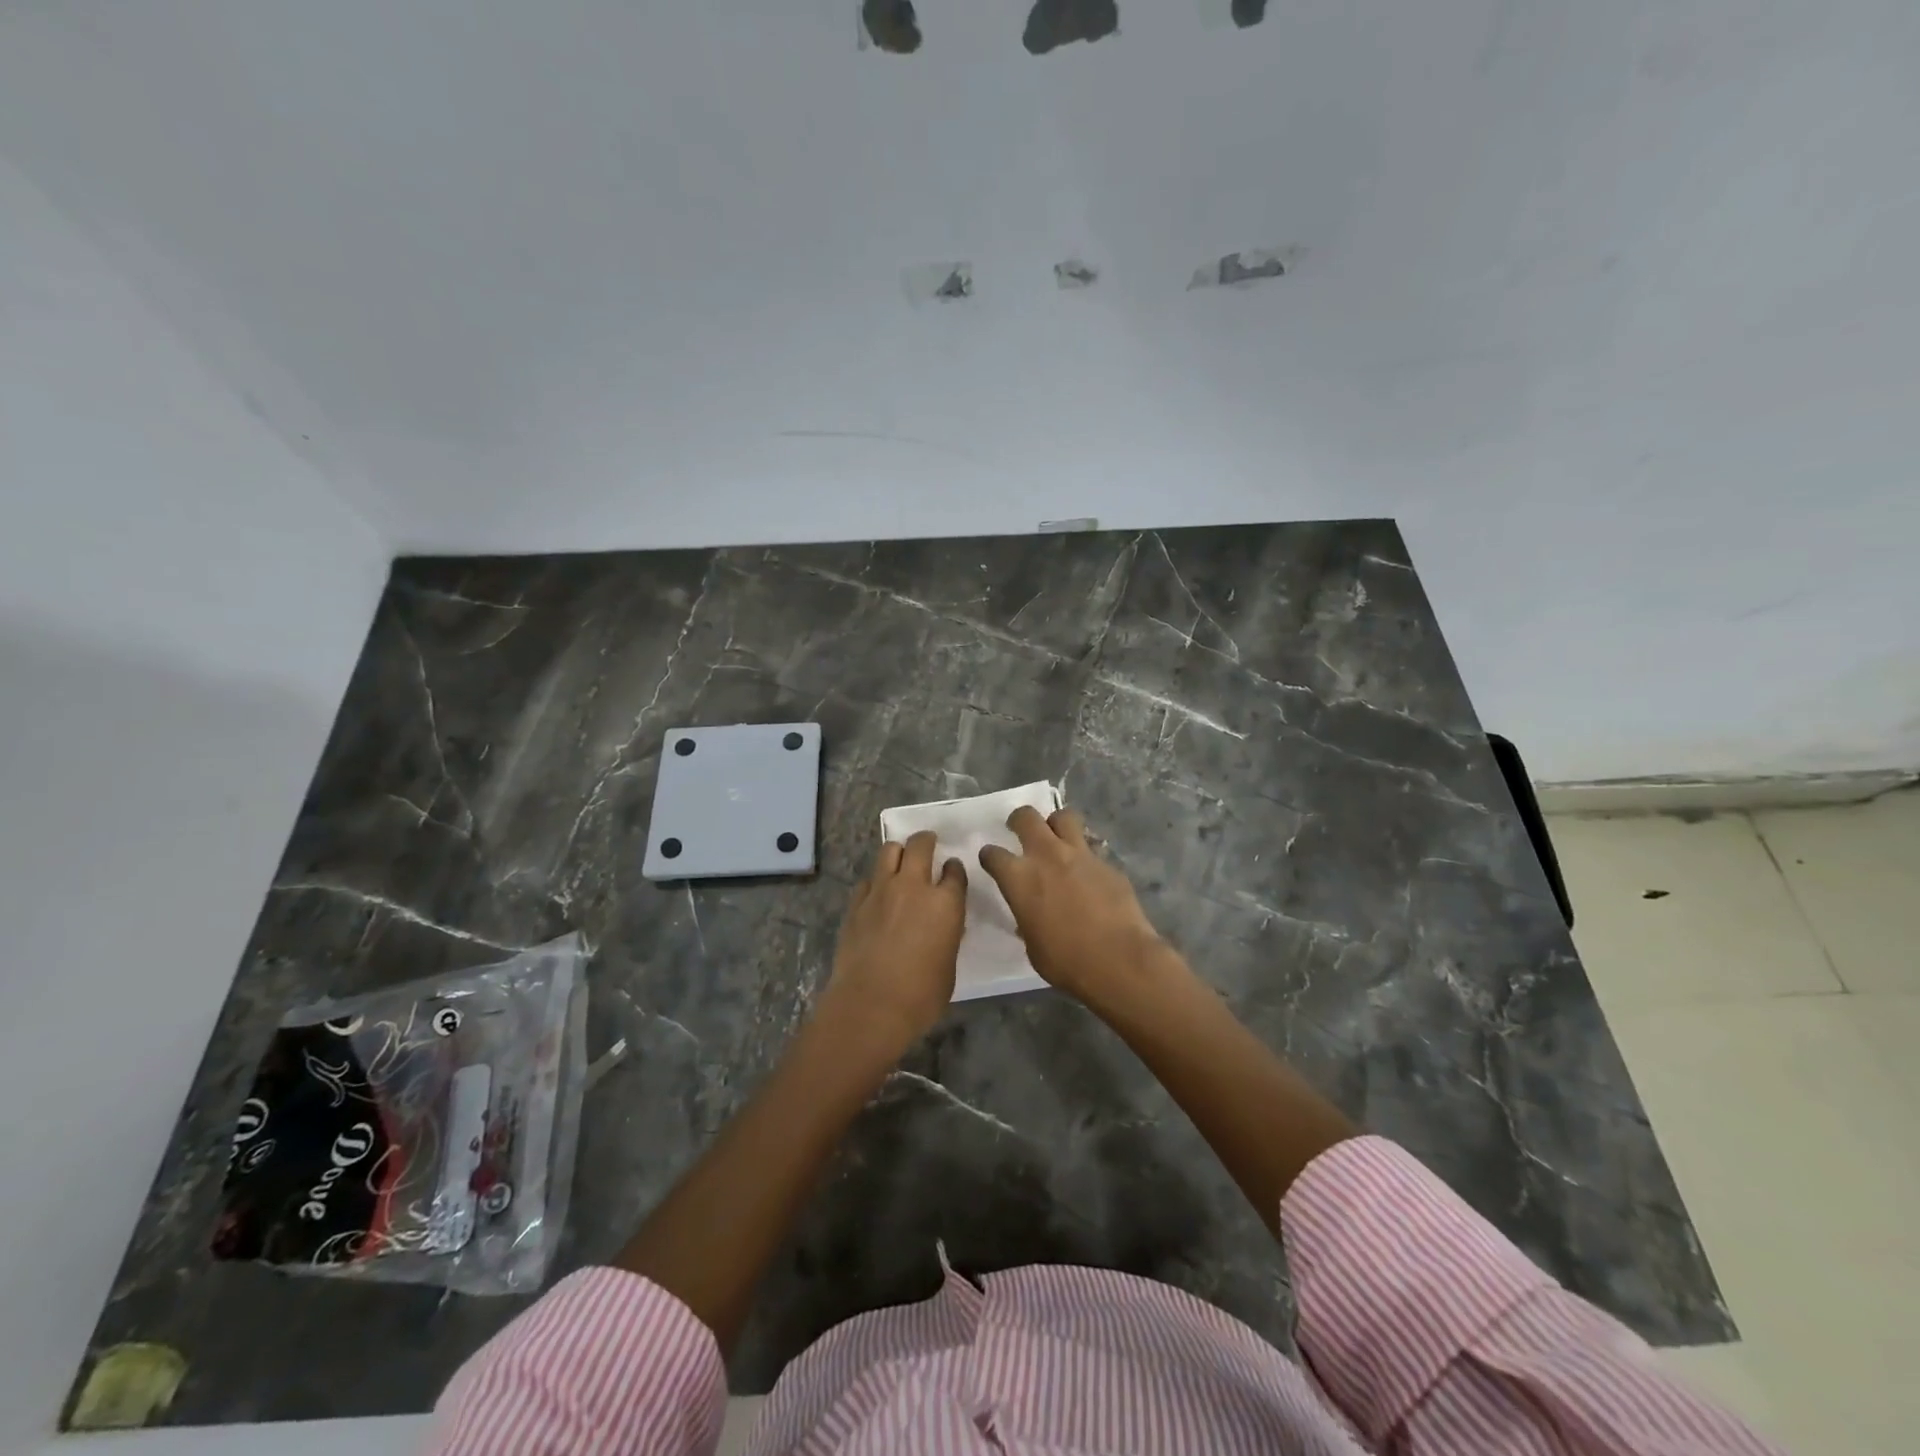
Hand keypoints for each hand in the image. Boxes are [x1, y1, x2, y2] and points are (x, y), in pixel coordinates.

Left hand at [817, 831, 967, 1054]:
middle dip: (926, 840)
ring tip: (901, 861)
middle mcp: (914, 887)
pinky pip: (868, 879)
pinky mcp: (856, 903)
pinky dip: (876, 881)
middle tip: (928, 843)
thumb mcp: (948, 965)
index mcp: (945, 903)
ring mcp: (881, 891)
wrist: (870, 1006)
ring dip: (899, 852)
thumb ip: (947, 936)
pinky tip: (877, 894)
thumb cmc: (921, 996)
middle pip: (920, 845)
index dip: (954, 869)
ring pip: (889, 851)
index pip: (955, 871)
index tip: (952, 870)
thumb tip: (941, 927)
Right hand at [978, 807, 1171, 1009]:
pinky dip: (1085, 855)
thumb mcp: (1033, 945)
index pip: (993, 854)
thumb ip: (1026, 919)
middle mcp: (1047, 856)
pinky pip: (1091, 848)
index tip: (991, 861)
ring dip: (1056, 824)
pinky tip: (1088, 872)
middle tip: (1020, 829)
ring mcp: (1080, 854)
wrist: (1119, 959)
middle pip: (1027, 817)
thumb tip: (1030, 914)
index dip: (989, 856)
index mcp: (1019, 878)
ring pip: (1064, 817)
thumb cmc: (1066, 961)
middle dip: (1019, 820)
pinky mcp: (1107, 862)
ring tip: (1057, 838)